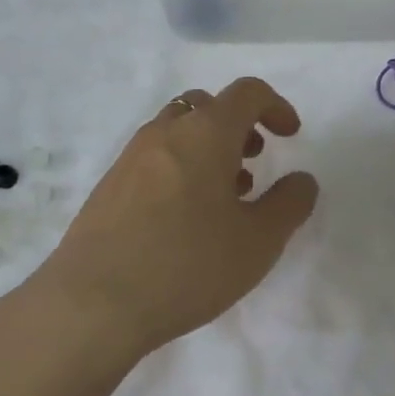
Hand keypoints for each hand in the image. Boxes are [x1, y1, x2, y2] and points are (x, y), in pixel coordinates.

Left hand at [31, 78, 318, 359]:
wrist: (93, 302)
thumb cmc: (187, 266)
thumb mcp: (257, 242)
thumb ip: (289, 204)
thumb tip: (302, 179)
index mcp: (204, 133)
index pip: (247, 93)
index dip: (276, 106)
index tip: (290, 136)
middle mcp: (165, 132)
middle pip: (207, 106)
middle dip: (238, 125)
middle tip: (255, 160)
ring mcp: (130, 157)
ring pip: (178, 130)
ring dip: (208, 147)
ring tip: (225, 194)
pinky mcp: (109, 185)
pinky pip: (154, 157)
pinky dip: (180, 166)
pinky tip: (186, 217)